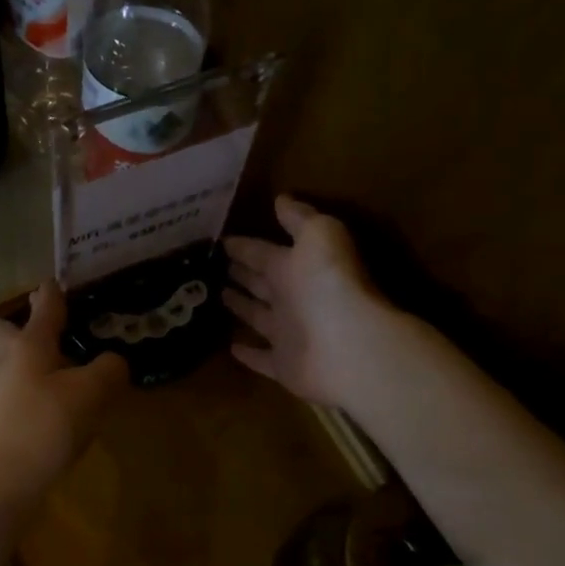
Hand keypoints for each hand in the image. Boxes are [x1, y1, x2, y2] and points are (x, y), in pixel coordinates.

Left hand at [0, 283, 128, 494]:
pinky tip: (74, 413)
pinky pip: (38, 397)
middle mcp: (13, 362)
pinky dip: (57, 395)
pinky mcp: (6, 423)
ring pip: (39, 368)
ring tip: (92, 370)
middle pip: (40, 336)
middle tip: (96, 327)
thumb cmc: (44, 426)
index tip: (69, 276)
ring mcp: (4, 394)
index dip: (60, 288)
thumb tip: (113, 362)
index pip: (48, 303)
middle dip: (64, 330)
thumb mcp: (90, 392)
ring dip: (62, 365)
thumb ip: (109, 369)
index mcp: (31, 344)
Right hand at [225, 196, 396, 408]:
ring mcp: (288, 333)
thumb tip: (281, 199)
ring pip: (258, 317)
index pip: (263, 252)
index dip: (244, 246)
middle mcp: (293, 298)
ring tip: (217, 296)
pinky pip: (261, 357)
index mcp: (297, 266)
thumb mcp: (319, 235)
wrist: (350, 346)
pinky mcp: (283, 366)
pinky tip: (230, 345)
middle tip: (214, 266)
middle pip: (261, 282)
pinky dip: (247, 352)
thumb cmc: (329, 284)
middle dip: (242, 272)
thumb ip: (300, 218)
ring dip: (240, 307)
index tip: (221, 240)